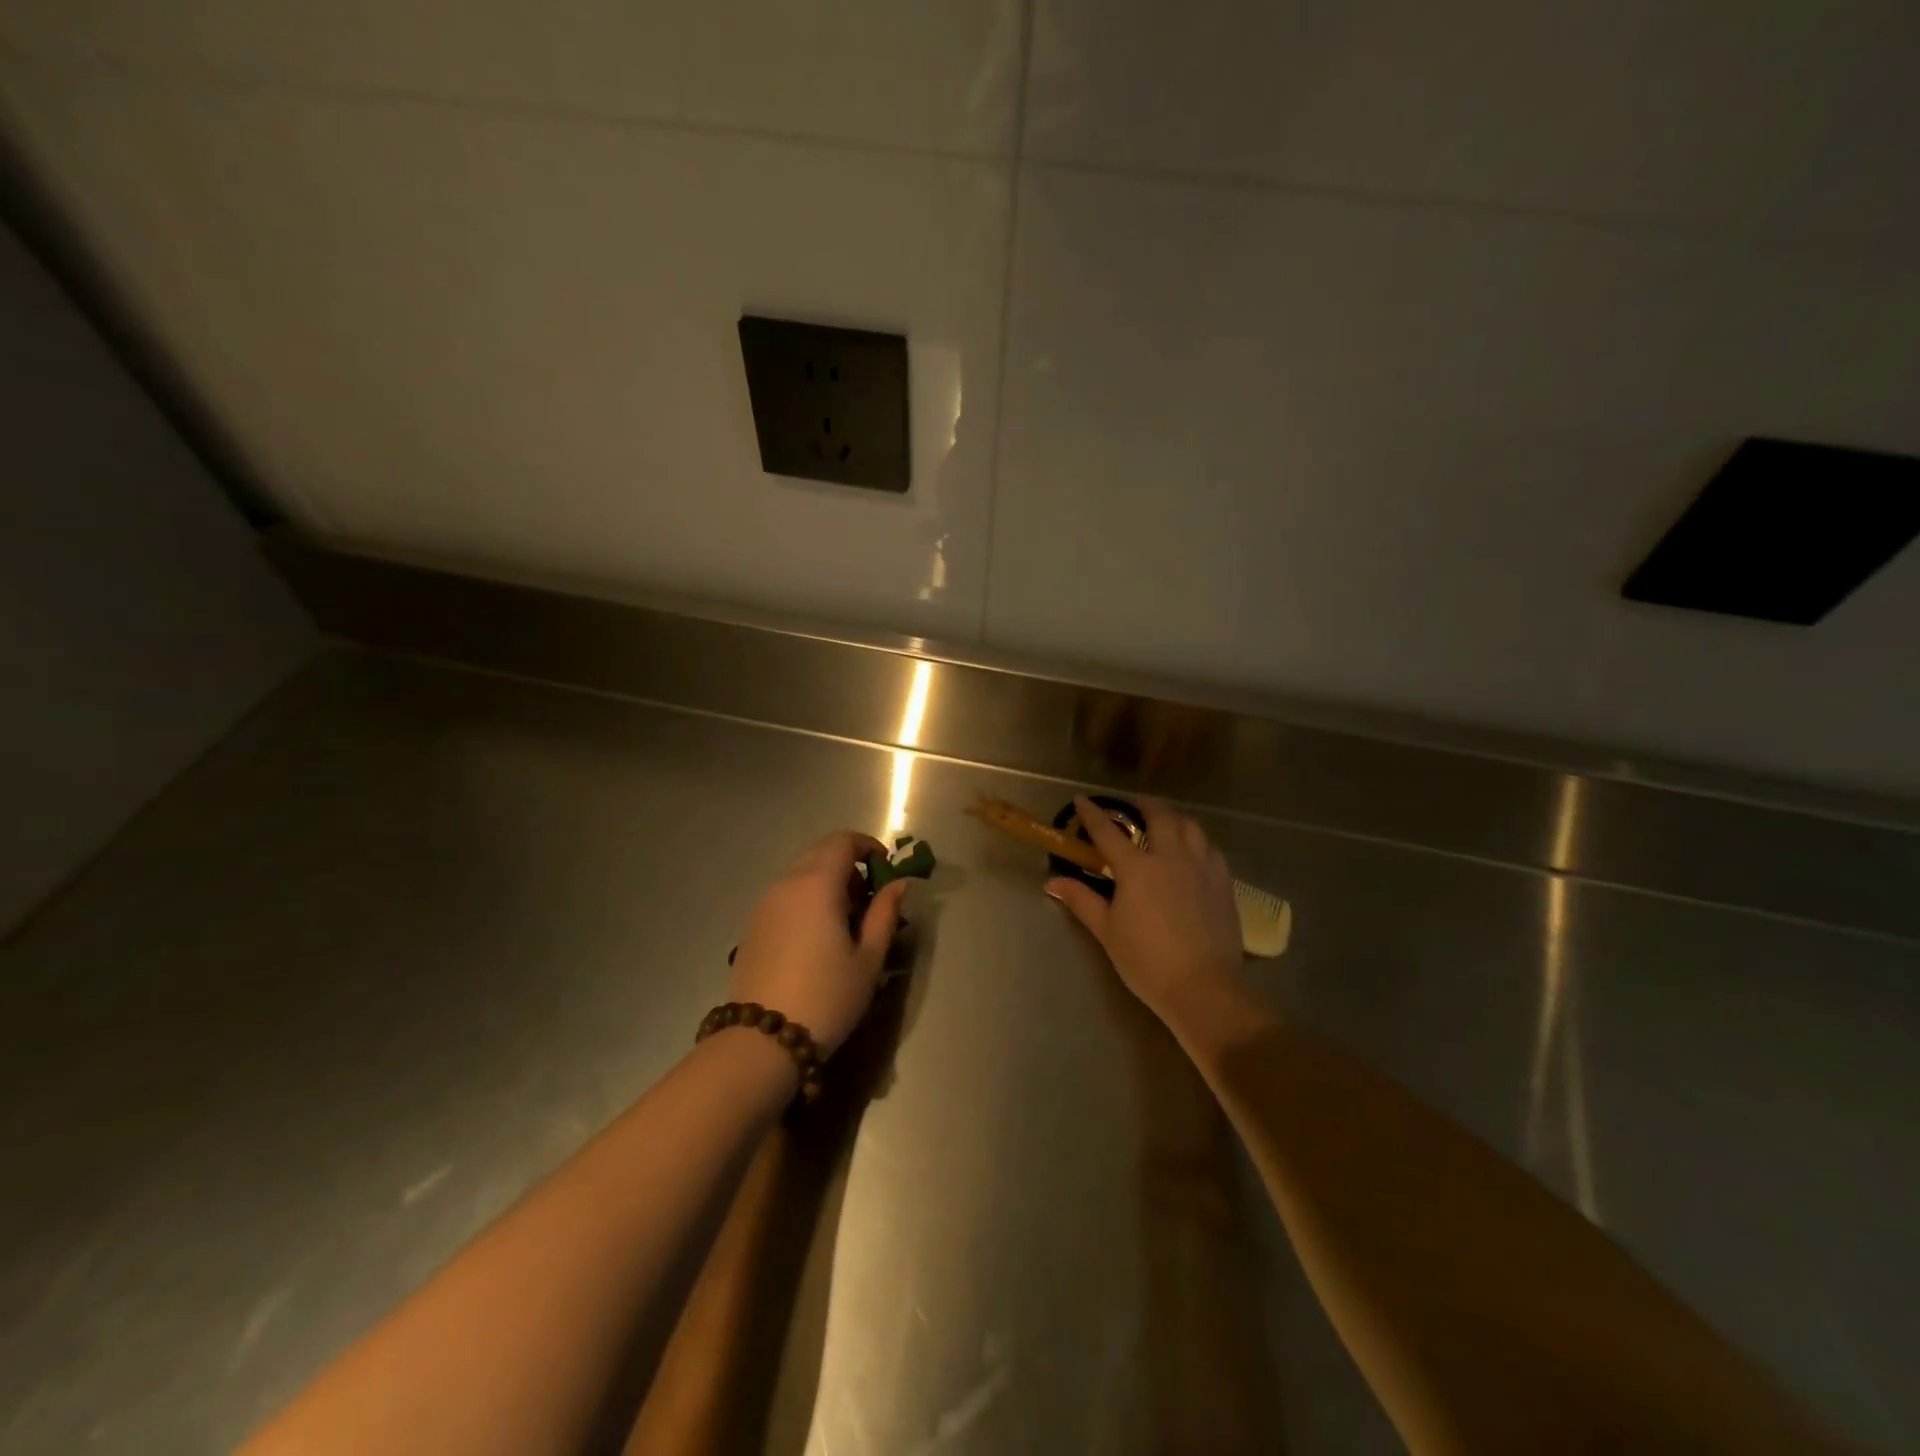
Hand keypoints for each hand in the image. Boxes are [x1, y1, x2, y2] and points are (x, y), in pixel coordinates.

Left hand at [728, 831, 907, 1055]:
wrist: (763, 1041)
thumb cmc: (827, 997)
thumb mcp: (869, 958)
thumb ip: (884, 913)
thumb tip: (898, 883)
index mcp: (817, 885)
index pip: (842, 841)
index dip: (867, 846)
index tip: (885, 868)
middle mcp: (786, 884)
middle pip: (819, 852)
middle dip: (847, 862)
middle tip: (868, 896)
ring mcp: (764, 904)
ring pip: (799, 872)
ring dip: (825, 880)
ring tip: (844, 919)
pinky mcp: (752, 926)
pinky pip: (784, 894)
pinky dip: (805, 898)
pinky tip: (816, 935)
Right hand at [1047, 796, 1241, 1023]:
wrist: (1203, 987)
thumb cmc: (1147, 961)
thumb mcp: (1107, 931)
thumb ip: (1081, 900)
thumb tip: (1052, 882)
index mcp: (1136, 868)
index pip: (1107, 832)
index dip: (1092, 814)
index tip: (1082, 799)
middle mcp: (1170, 857)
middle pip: (1159, 816)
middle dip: (1144, 805)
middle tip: (1133, 806)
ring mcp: (1201, 867)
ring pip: (1190, 826)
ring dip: (1174, 817)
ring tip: (1166, 822)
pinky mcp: (1223, 882)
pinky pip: (1211, 849)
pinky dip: (1198, 841)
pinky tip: (1194, 851)